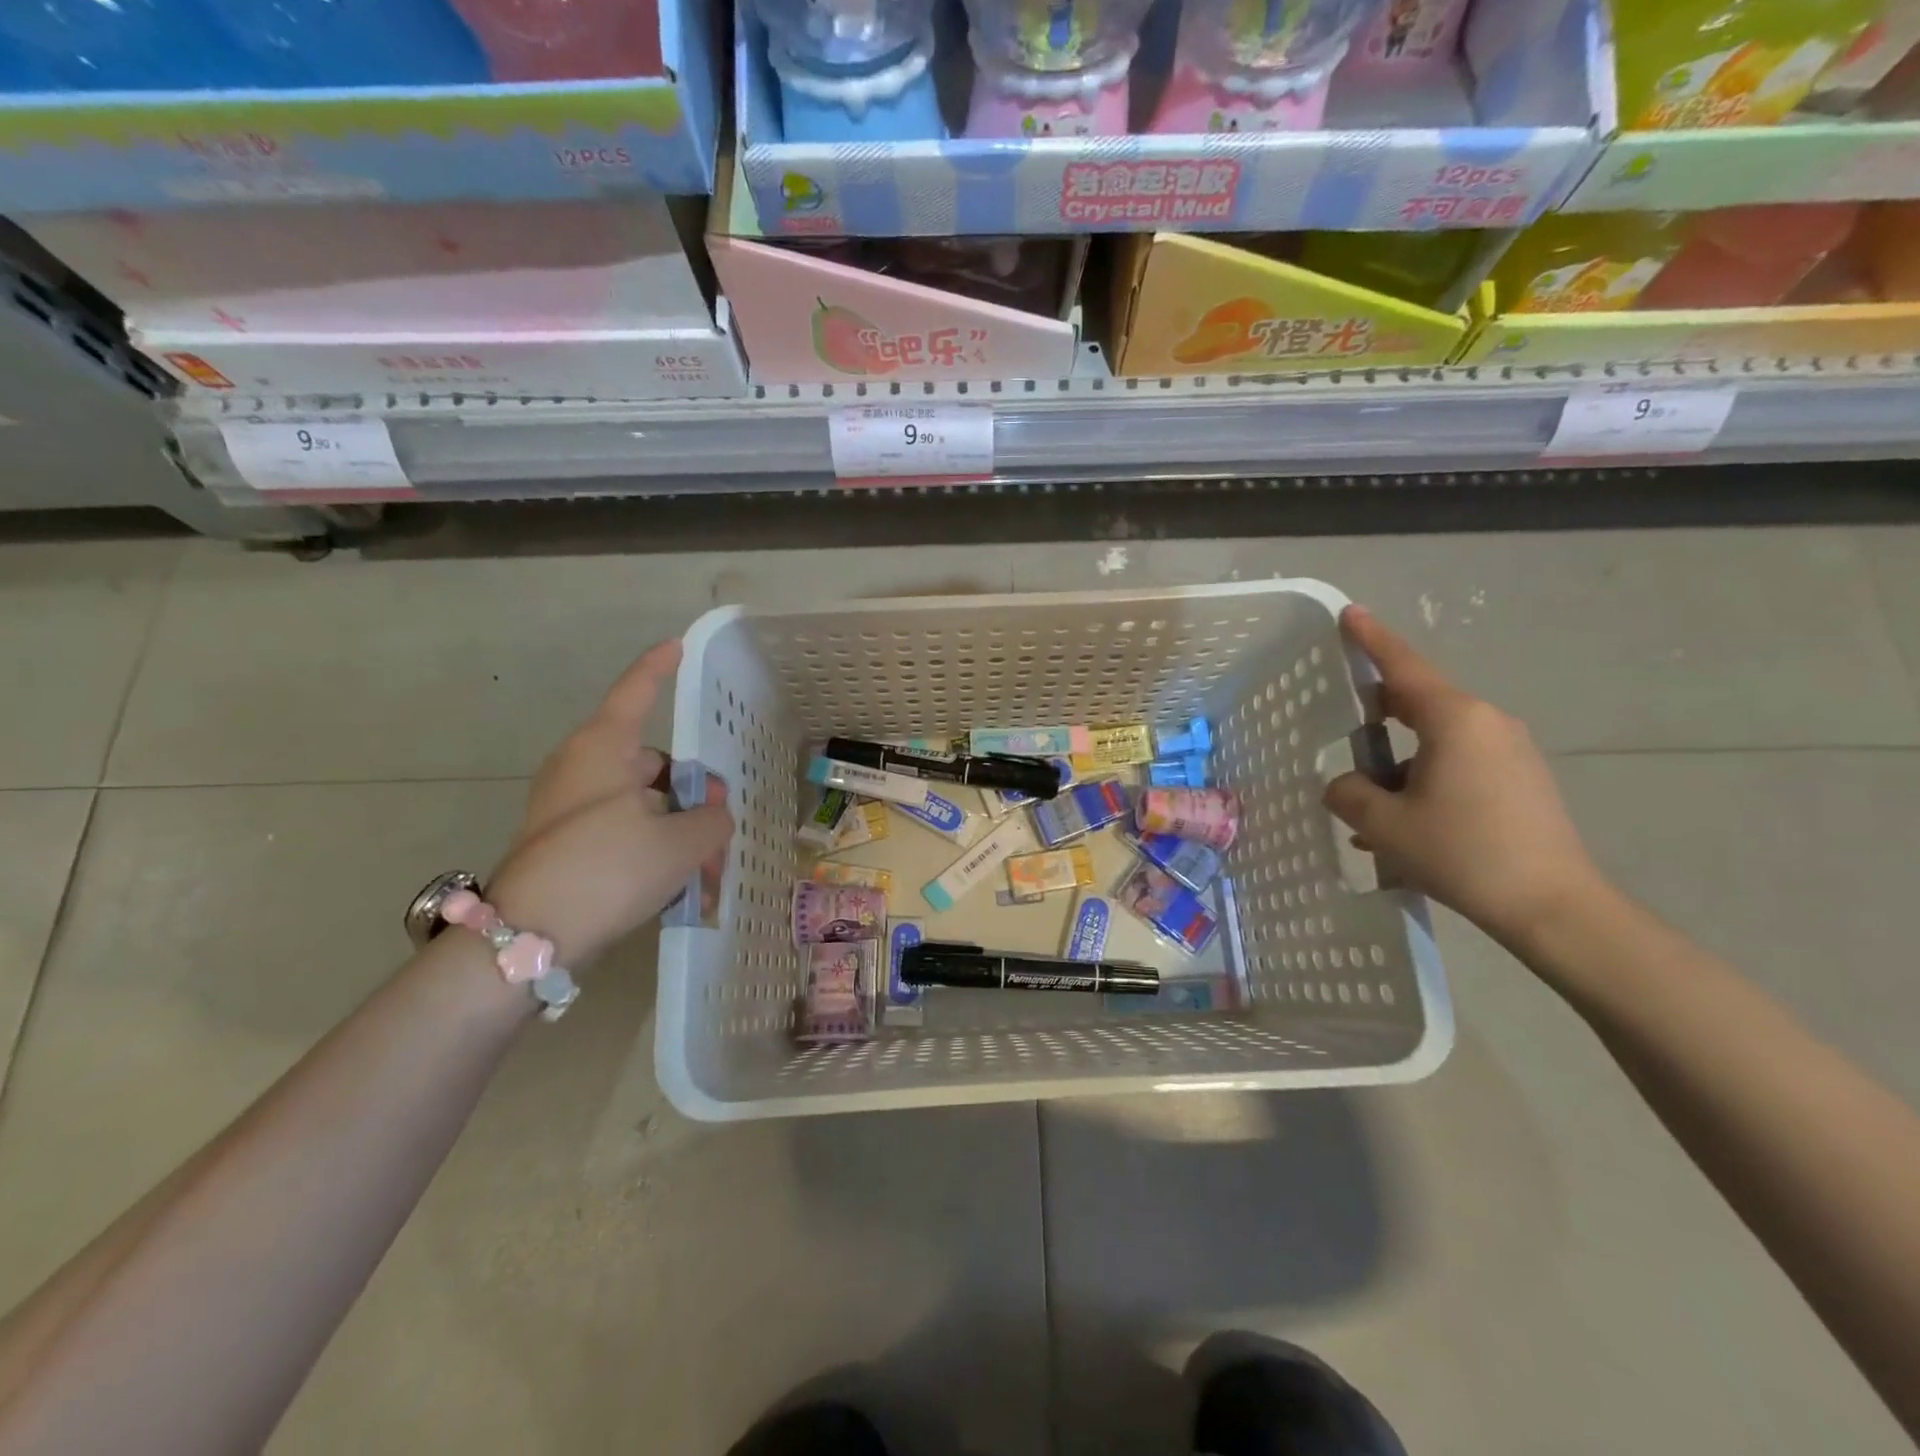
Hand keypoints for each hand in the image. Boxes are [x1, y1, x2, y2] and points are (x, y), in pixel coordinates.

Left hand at [487, 641, 732, 965]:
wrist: (526, 939)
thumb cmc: (608, 869)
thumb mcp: (682, 844)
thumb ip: (713, 819)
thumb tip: (711, 814)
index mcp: (604, 749)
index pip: (636, 692)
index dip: (659, 667)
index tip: (677, 646)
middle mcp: (581, 768)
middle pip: (652, 761)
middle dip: (693, 791)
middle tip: (720, 827)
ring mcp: (568, 806)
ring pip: (641, 802)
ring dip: (677, 827)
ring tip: (705, 872)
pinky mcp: (564, 841)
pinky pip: (622, 828)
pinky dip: (652, 846)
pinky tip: (676, 885)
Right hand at [1322, 607, 1601, 943]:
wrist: (1552, 906)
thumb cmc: (1462, 852)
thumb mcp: (1385, 824)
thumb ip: (1349, 793)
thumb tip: (1345, 785)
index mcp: (1454, 719)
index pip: (1403, 666)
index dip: (1372, 639)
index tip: (1350, 614)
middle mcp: (1487, 723)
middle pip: (1419, 701)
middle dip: (1379, 710)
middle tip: (1344, 722)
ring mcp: (1510, 751)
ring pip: (1437, 739)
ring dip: (1399, 760)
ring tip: (1369, 801)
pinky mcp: (1521, 780)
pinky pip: (1459, 763)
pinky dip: (1425, 778)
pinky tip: (1404, 822)